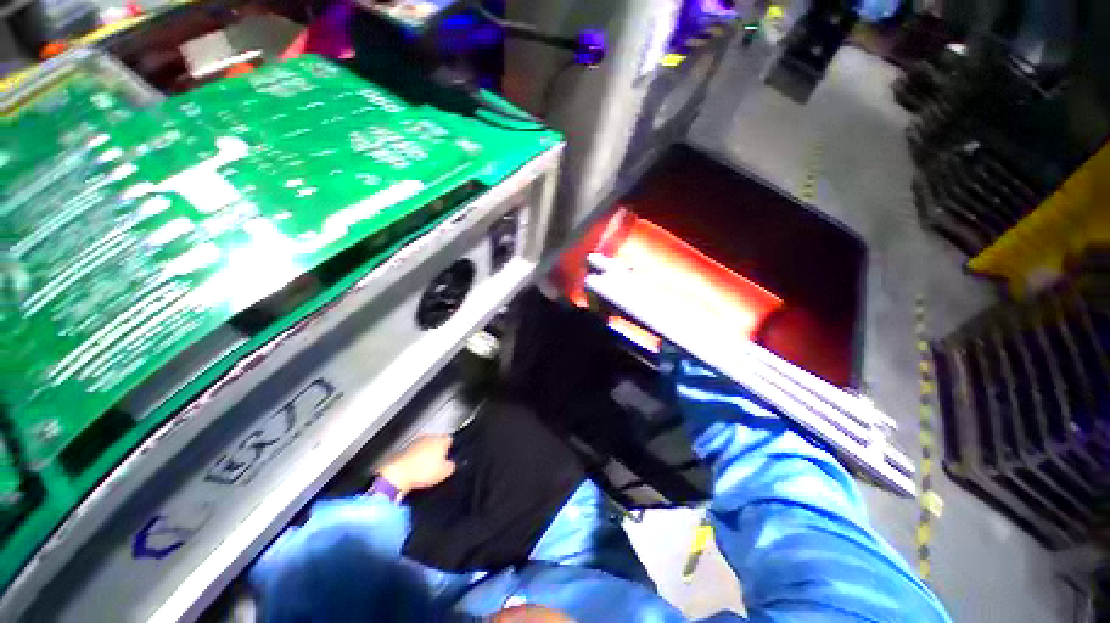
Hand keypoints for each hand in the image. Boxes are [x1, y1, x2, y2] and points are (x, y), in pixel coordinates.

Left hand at [376, 435, 455, 499]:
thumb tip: (451, 464)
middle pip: (437, 441)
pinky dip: (416, 457)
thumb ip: (452, 466)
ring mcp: (416, 441)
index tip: (449, 457)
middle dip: (438, 449)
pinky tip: (415, 468)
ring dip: (426, 453)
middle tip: (438, 463)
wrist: (397, 475)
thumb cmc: (423, 471)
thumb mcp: (445, 472)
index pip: (450, 440)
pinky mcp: (404, 448)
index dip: (450, 449)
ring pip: (425, 445)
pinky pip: (415, 451)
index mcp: (441, 440)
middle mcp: (430, 436)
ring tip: (425, 467)